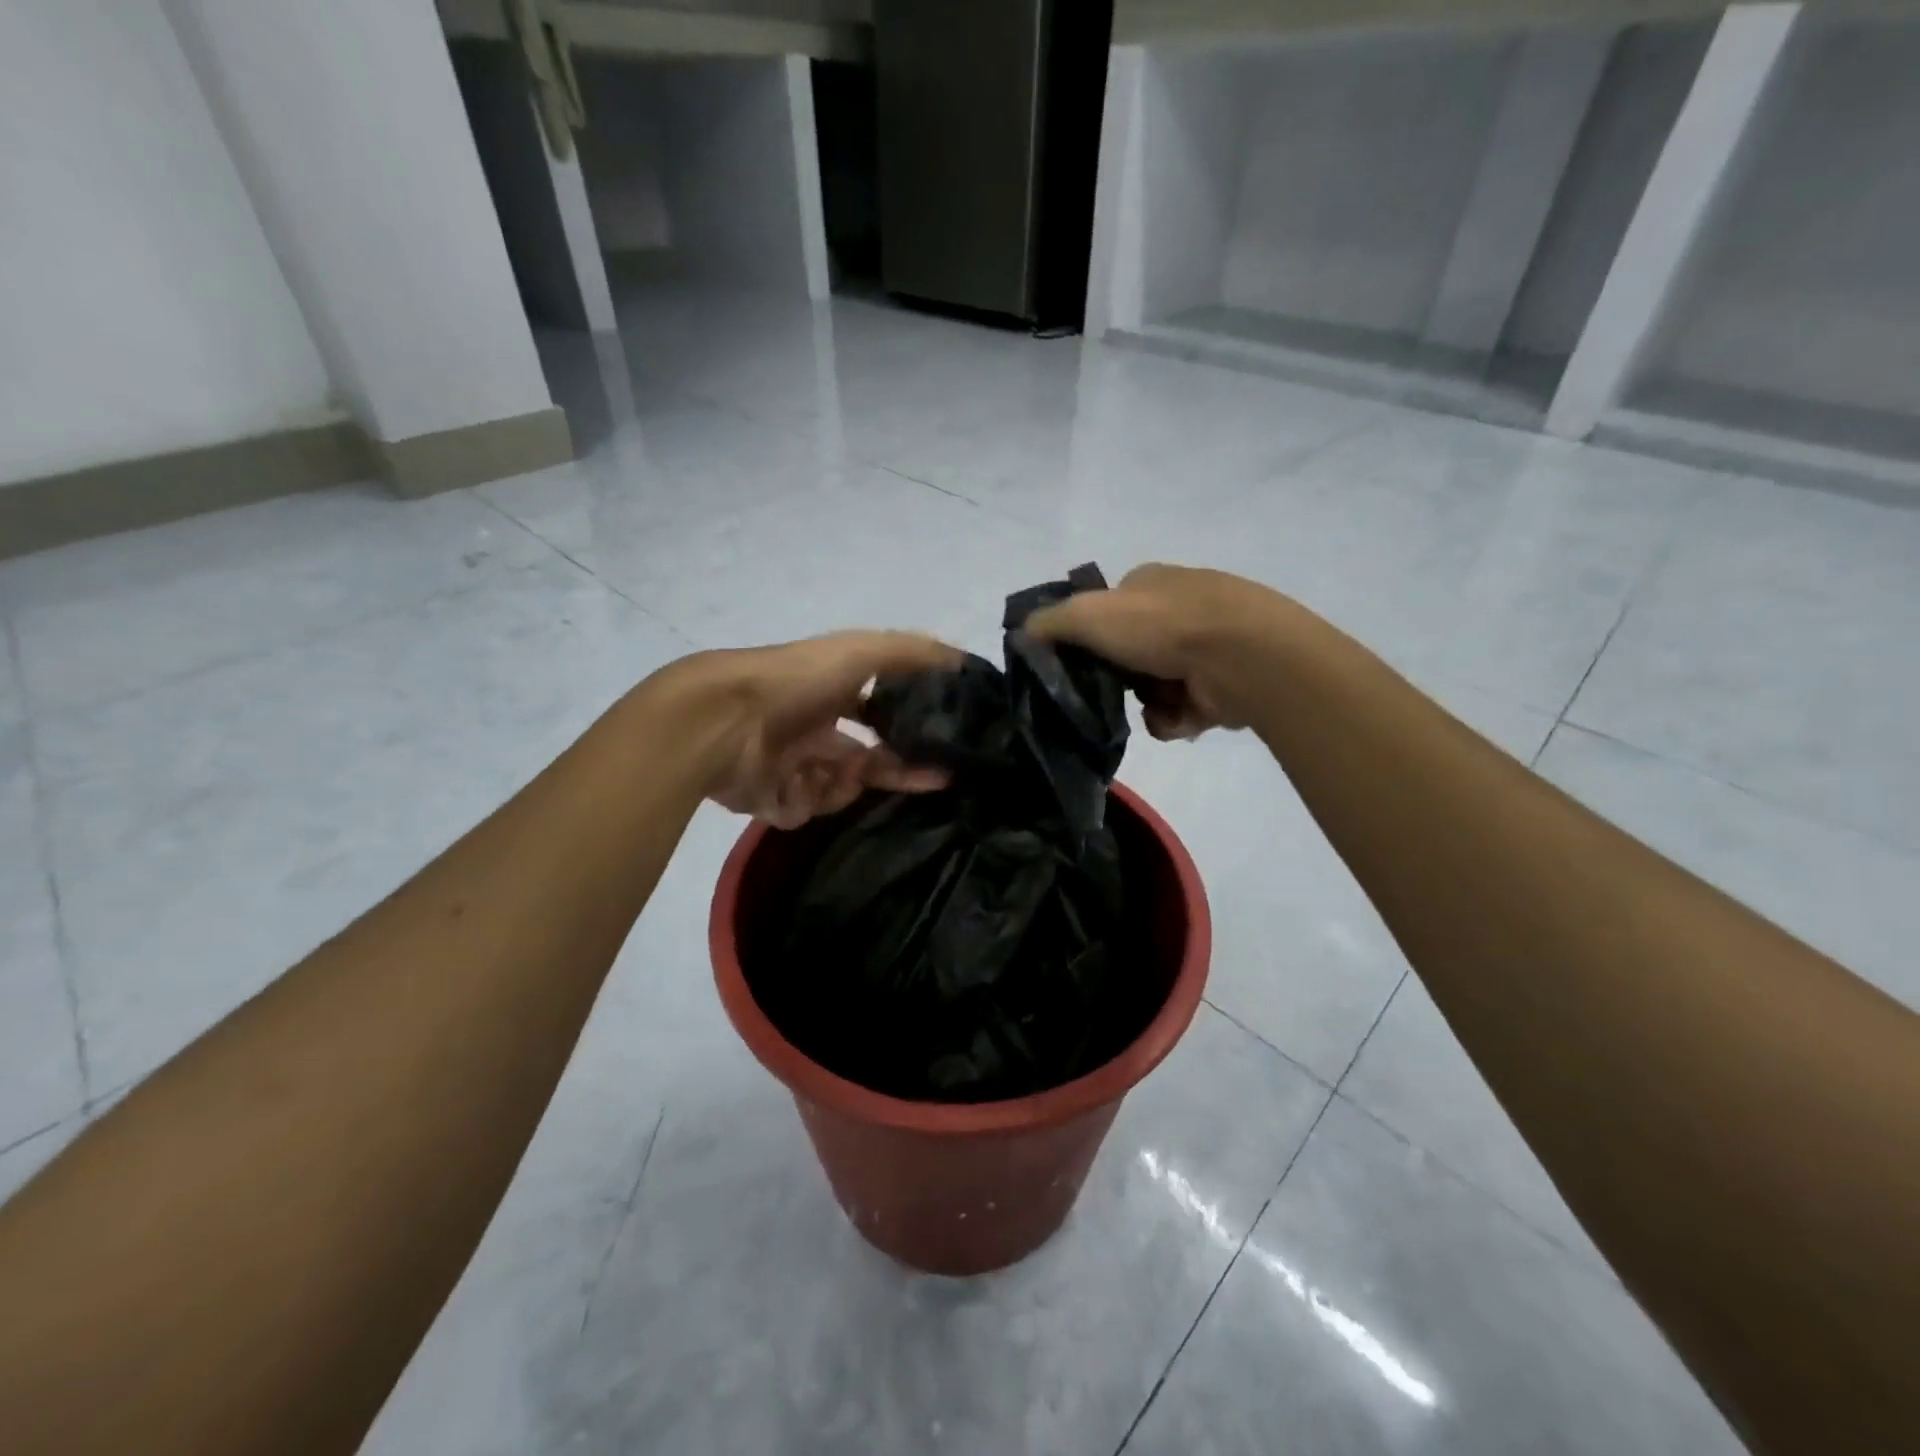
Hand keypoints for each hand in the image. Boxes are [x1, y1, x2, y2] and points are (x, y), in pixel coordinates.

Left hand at [653, 632, 961, 827]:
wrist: (724, 721)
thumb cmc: (797, 681)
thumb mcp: (863, 651)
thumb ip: (913, 653)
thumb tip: (964, 661)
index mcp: (830, 693)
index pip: (880, 714)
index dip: (911, 729)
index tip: (944, 747)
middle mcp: (811, 728)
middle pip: (864, 759)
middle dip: (896, 770)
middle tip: (936, 781)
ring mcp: (787, 764)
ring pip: (835, 789)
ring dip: (843, 785)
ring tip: (835, 777)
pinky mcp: (766, 798)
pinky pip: (800, 811)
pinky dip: (802, 802)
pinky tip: (793, 788)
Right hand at [1025, 563, 1284, 739]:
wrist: (1242, 656)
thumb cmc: (1161, 626)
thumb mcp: (1087, 614)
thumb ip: (1049, 623)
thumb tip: (1022, 634)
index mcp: (1150, 585)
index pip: (1106, 613)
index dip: (1088, 640)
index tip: (1075, 666)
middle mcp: (1178, 611)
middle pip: (1127, 656)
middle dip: (1118, 680)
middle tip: (1109, 694)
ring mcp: (1205, 649)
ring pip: (1153, 689)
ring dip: (1148, 704)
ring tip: (1155, 707)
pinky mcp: (1222, 686)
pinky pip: (1180, 712)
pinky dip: (1174, 719)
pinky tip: (1179, 718)